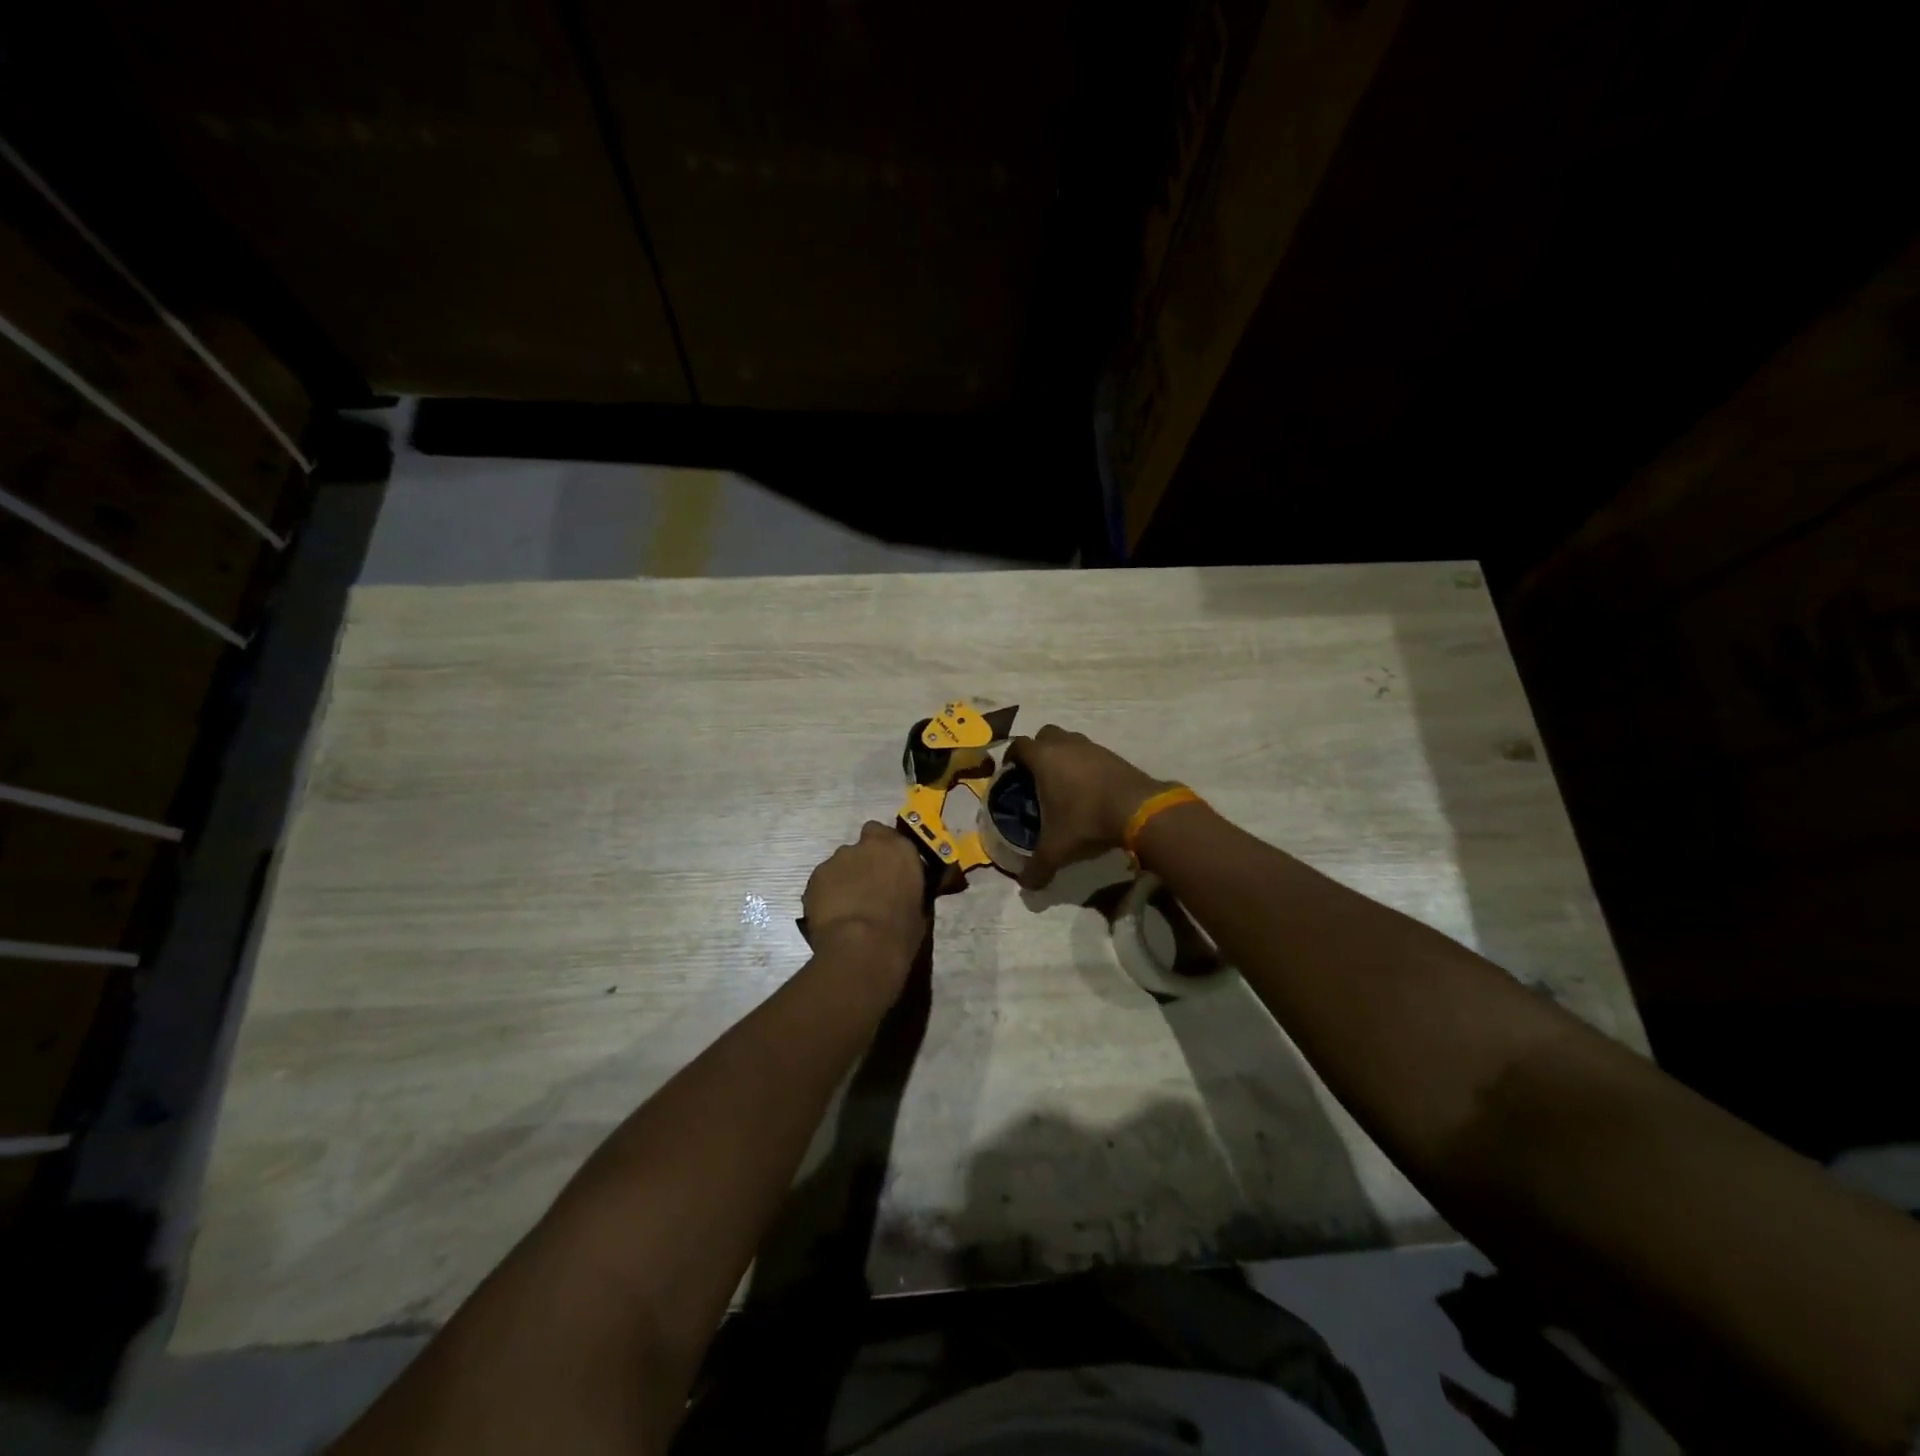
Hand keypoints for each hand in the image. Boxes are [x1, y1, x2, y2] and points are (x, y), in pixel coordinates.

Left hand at [802, 822, 929, 974]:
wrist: (861, 947)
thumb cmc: (900, 931)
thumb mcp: (919, 907)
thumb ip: (907, 888)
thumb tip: (901, 891)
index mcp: (899, 849)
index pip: (887, 834)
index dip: (884, 849)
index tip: (886, 867)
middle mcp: (867, 846)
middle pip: (861, 845)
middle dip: (863, 861)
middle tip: (867, 887)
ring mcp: (838, 859)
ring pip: (840, 863)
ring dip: (844, 878)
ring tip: (847, 907)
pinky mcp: (815, 876)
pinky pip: (823, 881)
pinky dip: (826, 892)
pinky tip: (831, 915)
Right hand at [1006, 726, 1170, 888]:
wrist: (1138, 810)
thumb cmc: (1086, 820)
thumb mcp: (1056, 849)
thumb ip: (1037, 868)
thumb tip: (1025, 886)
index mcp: (1044, 758)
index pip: (1018, 745)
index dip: (1011, 758)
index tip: (1011, 776)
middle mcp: (1066, 744)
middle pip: (1044, 735)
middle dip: (1038, 751)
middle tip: (1036, 777)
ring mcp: (1092, 747)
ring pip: (1070, 741)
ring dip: (1064, 756)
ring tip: (1063, 784)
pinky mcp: (1113, 755)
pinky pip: (1091, 753)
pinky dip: (1085, 765)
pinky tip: (1089, 789)